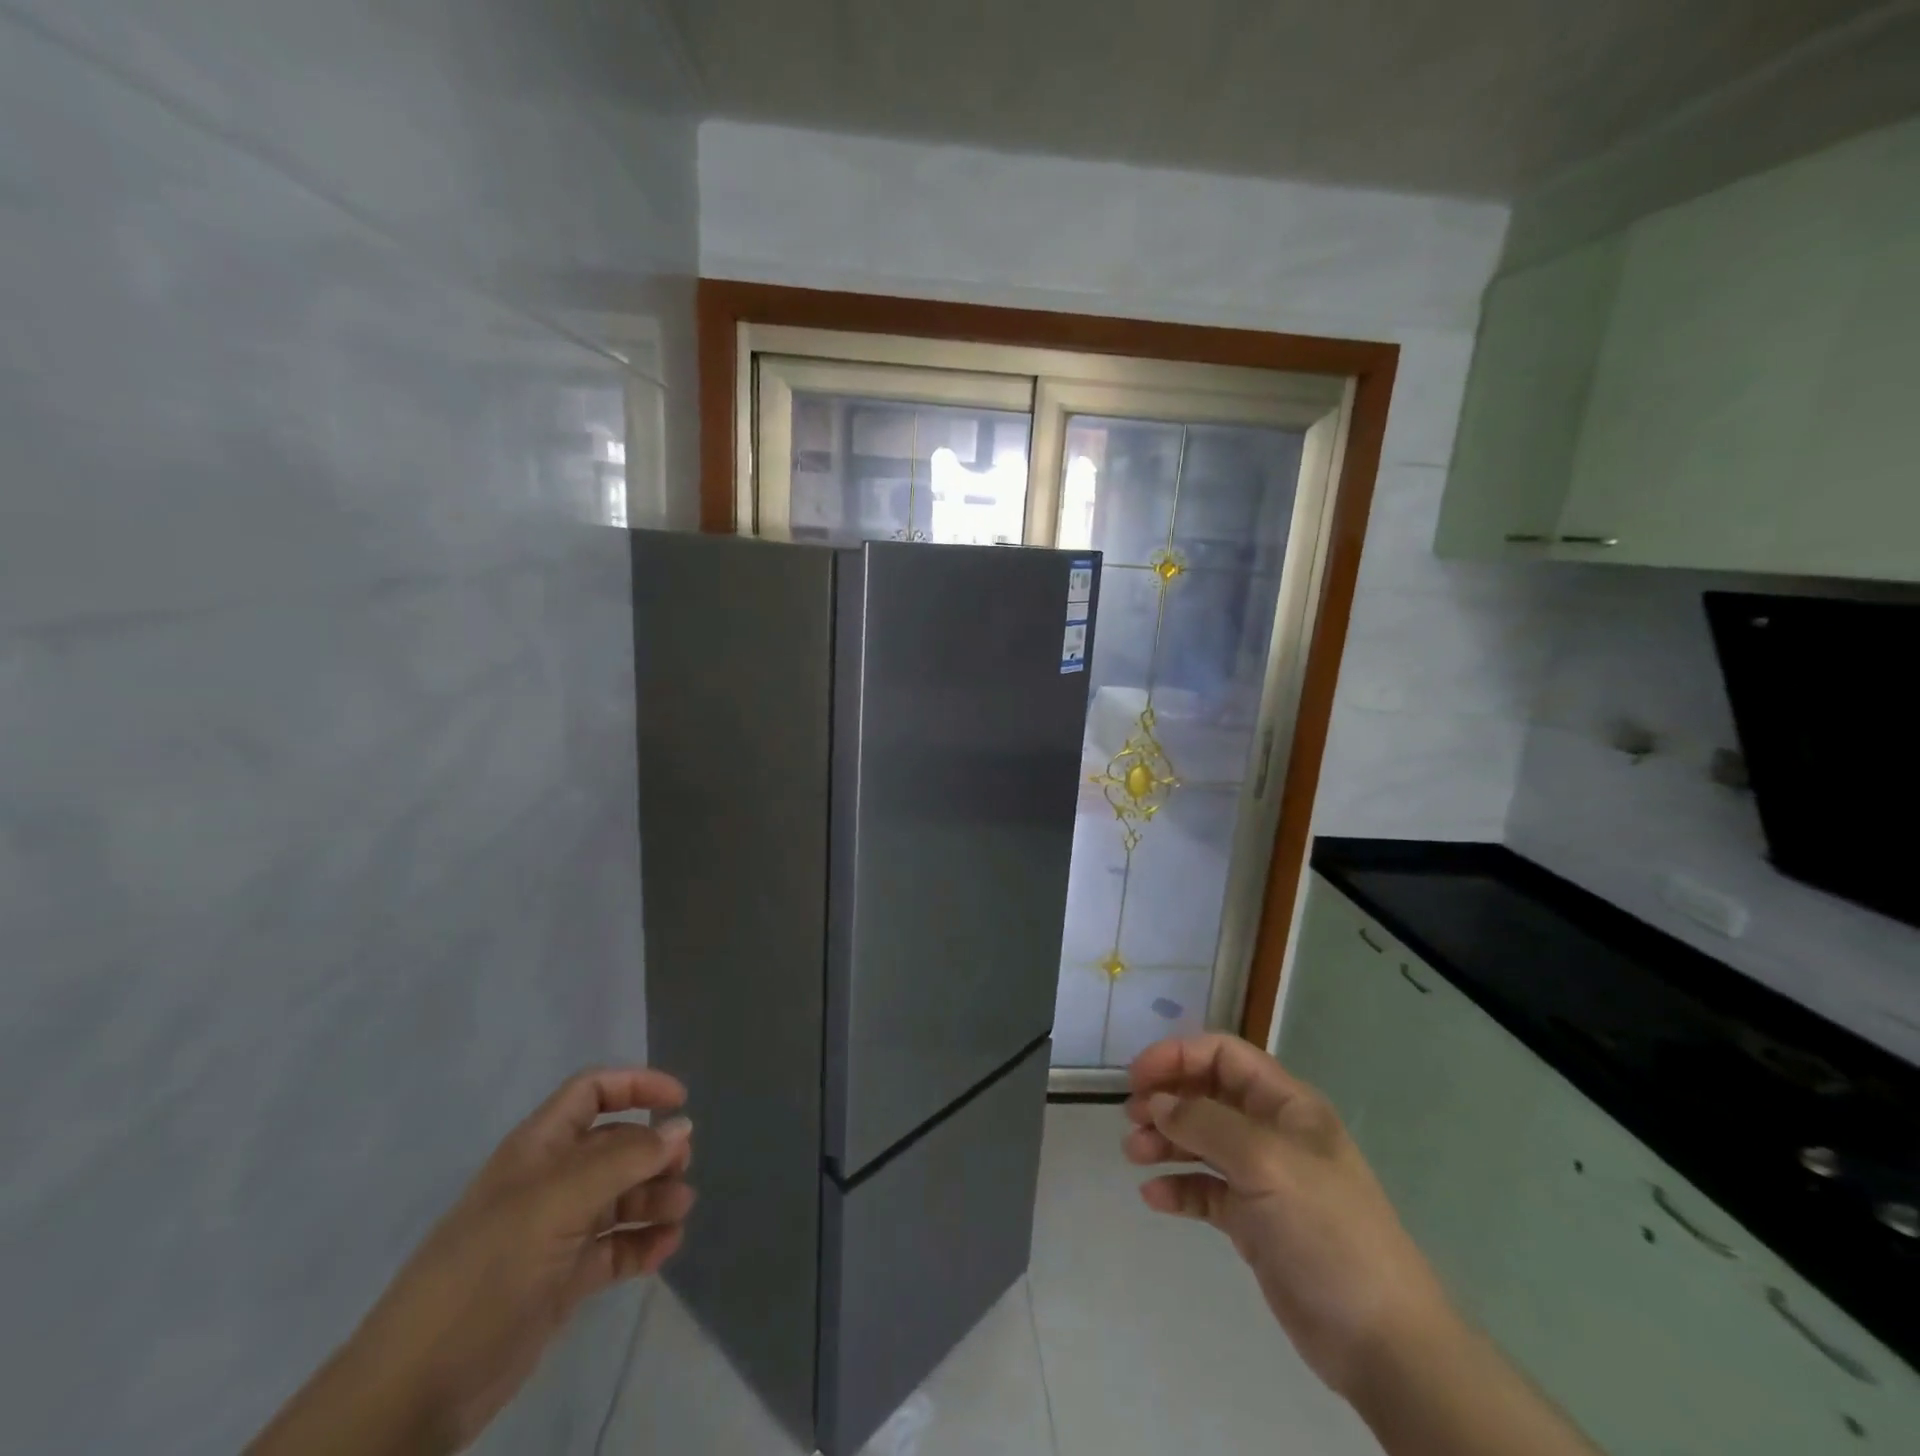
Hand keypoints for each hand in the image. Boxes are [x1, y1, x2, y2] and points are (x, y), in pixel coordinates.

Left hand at [248, 1067, 694, 1455]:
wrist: (415, 1390)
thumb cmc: (487, 1270)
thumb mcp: (558, 1201)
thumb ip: (625, 1159)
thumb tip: (682, 1126)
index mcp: (539, 1149)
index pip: (593, 1092)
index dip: (637, 1086)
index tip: (680, 1102)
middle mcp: (550, 1181)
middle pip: (615, 1144)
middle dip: (654, 1150)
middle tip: (682, 1170)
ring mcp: (557, 1232)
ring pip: (621, 1196)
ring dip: (655, 1197)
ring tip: (679, 1212)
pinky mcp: (563, 1280)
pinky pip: (615, 1248)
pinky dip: (643, 1244)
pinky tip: (664, 1250)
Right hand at [1123, 1034, 1448, 1396]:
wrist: (1382, 1342)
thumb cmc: (1327, 1231)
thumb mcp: (1266, 1162)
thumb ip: (1206, 1123)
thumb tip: (1157, 1102)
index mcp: (1286, 1104)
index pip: (1223, 1055)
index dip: (1177, 1056)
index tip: (1137, 1077)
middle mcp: (1271, 1131)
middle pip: (1207, 1094)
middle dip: (1167, 1099)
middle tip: (1132, 1119)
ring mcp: (1262, 1178)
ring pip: (1201, 1140)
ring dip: (1165, 1141)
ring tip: (1134, 1155)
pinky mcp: (1253, 1221)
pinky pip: (1205, 1189)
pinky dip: (1178, 1187)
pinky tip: (1154, 1197)